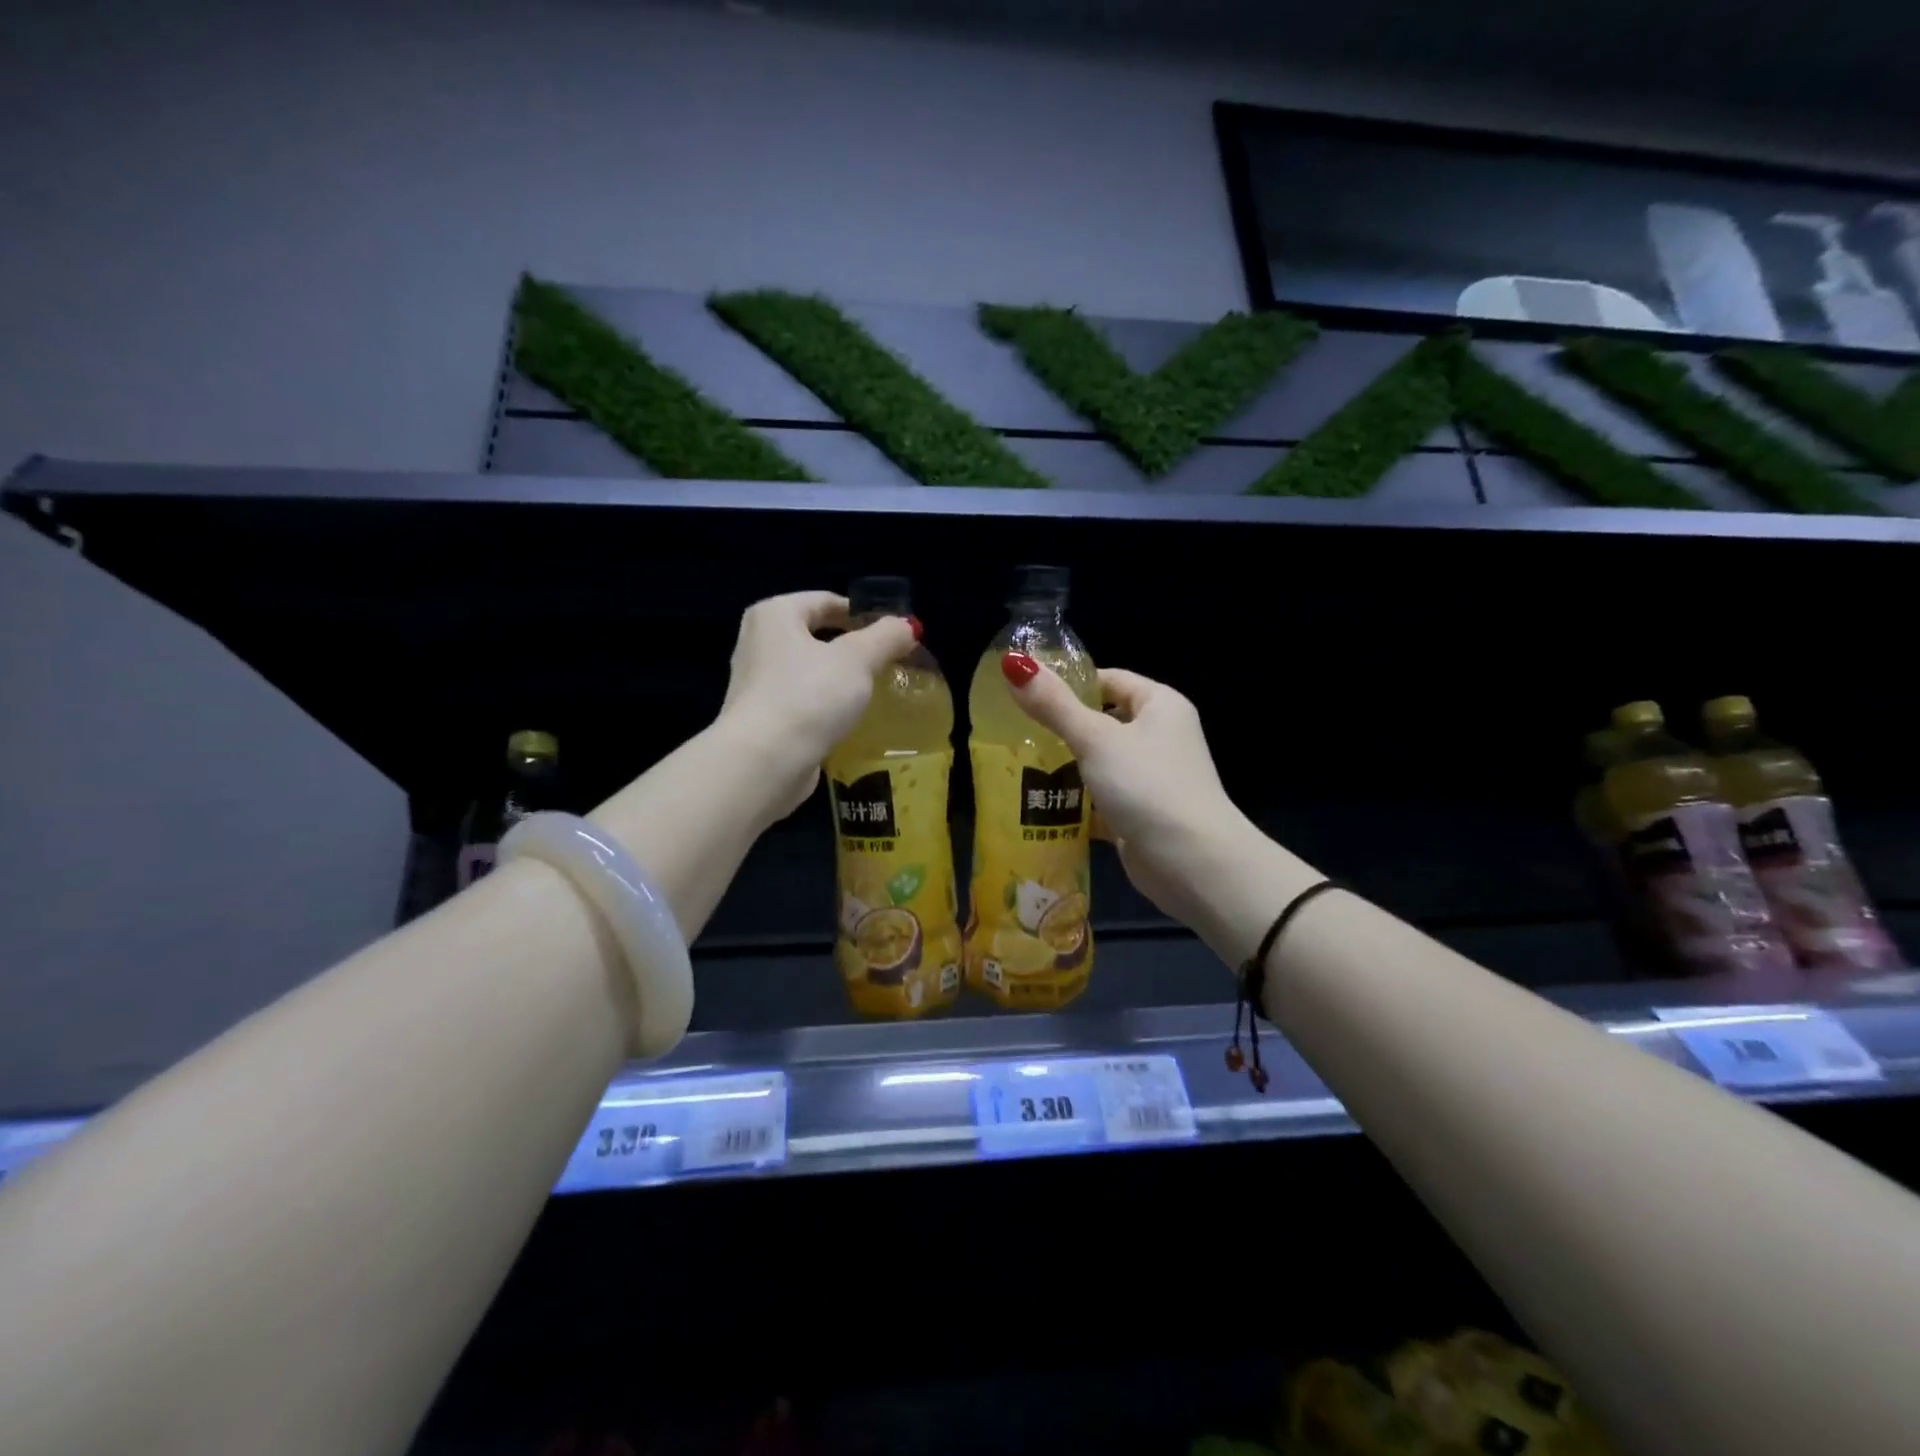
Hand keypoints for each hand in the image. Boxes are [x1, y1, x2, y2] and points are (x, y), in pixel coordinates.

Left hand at [717, 591, 919, 818]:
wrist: (765, 762)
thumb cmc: (809, 696)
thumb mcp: (858, 660)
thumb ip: (886, 637)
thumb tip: (907, 626)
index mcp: (774, 615)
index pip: (825, 601)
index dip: (862, 613)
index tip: (893, 634)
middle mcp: (757, 642)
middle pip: (816, 636)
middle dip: (853, 649)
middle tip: (889, 663)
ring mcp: (755, 683)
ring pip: (809, 672)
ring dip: (839, 680)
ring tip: (875, 693)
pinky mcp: (761, 720)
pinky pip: (802, 703)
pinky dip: (825, 707)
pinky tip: (849, 720)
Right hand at [1000, 654, 1268, 942]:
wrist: (1192, 864)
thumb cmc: (1147, 786)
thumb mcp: (1096, 739)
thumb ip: (1054, 705)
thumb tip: (1013, 662)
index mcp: (1160, 706)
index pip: (1110, 679)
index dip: (1071, 684)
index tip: (1027, 695)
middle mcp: (1160, 737)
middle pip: (1102, 722)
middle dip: (1060, 730)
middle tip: (1013, 733)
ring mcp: (1151, 779)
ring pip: (1098, 764)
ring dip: (1064, 768)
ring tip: (1017, 767)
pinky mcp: (1140, 815)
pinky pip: (1100, 800)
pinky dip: (1075, 804)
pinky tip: (1038, 807)